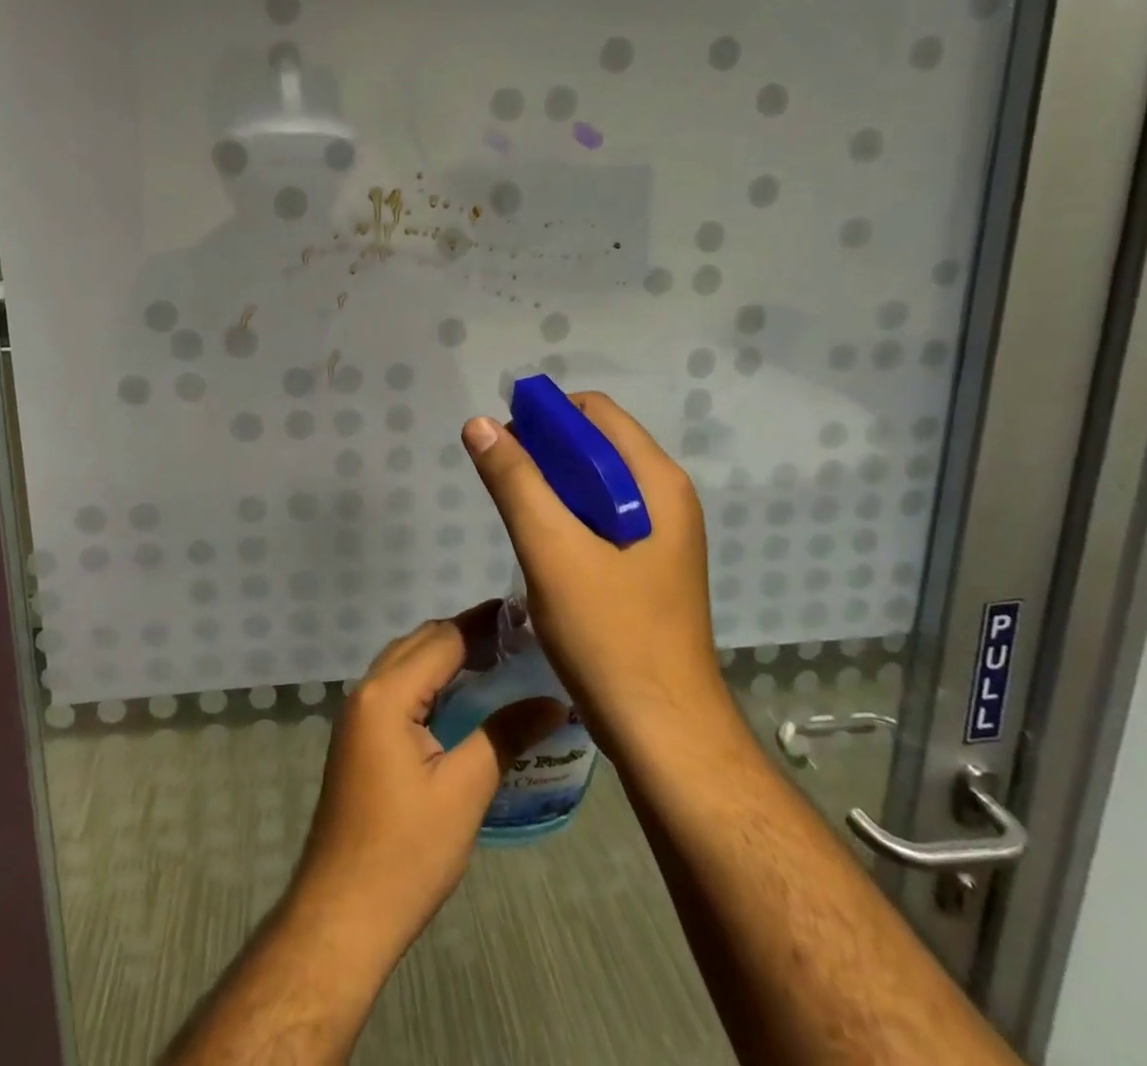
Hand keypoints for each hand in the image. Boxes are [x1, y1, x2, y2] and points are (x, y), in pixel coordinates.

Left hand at [286, 608, 564, 968]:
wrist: (343, 913)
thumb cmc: (406, 852)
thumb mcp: (465, 791)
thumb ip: (506, 735)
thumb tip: (555, 702)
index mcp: (387, 694)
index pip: (443, 639)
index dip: (484, 624)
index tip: (524, 615)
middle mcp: (366, 690)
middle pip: (421, 642)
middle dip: (466, 634)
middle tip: (517, 640)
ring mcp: (358, 714)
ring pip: (406, 662)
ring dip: (446, 656)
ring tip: (497, 662)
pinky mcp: (359, 737)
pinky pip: (398, 688)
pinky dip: (430, 681)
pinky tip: (462, 699)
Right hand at [461, 392, 728, 755]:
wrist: (664, 735)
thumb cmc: (610, 635)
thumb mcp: (551, 549)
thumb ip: (515, 481)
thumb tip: (480, 424)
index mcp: (657, 482)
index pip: (595, 412)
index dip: (545, 416)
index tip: (503, 444)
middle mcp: (666, 498)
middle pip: (595, 446)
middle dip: (544, 454)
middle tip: (503, 487)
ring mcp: (661, 535)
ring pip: (594, 486)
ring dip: (551, 490)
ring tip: (518, 522)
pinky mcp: (647, 567)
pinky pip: (600, 520)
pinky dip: (566, 520)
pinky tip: (542, 552)